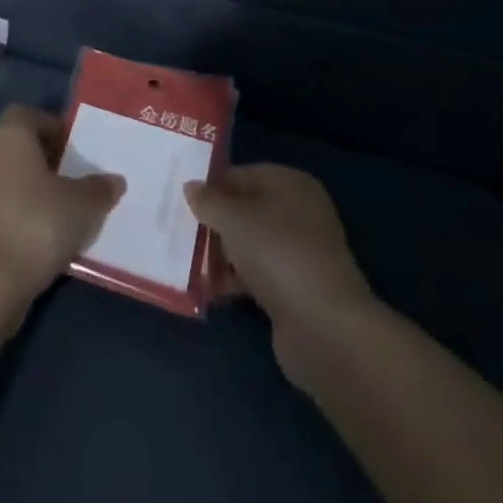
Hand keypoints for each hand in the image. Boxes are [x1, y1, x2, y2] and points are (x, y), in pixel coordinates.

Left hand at [0, 105, 124, 316]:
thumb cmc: (36, 224)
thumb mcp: (81, 205)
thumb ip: (99, 189)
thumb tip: (115, 181)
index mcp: (9, 136)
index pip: (27, 114)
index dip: (51, 126)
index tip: (74, 147)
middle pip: (17, 145)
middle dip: (45, 159)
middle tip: (74, 178)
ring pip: (7, 176)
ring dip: (31, 188)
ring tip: (63, 210)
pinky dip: (18, 212)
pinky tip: (42, 236)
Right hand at [185, 164, 376, 384]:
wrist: (324, 327)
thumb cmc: (277, 253)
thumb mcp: (234, 219)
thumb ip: (209, 201)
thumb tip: (191, 186)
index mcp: (291, 184)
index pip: (243, 174)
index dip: (213, 185)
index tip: (182, 199)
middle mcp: (299, 213)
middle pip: (246, 209)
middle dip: (214, 221)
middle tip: (179, 229)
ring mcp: (299, 253)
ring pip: (250, 244)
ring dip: (221, 253)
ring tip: (186, 261)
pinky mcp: (295, 289)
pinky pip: (256, 275)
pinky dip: (234, 279)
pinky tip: (207, 288)